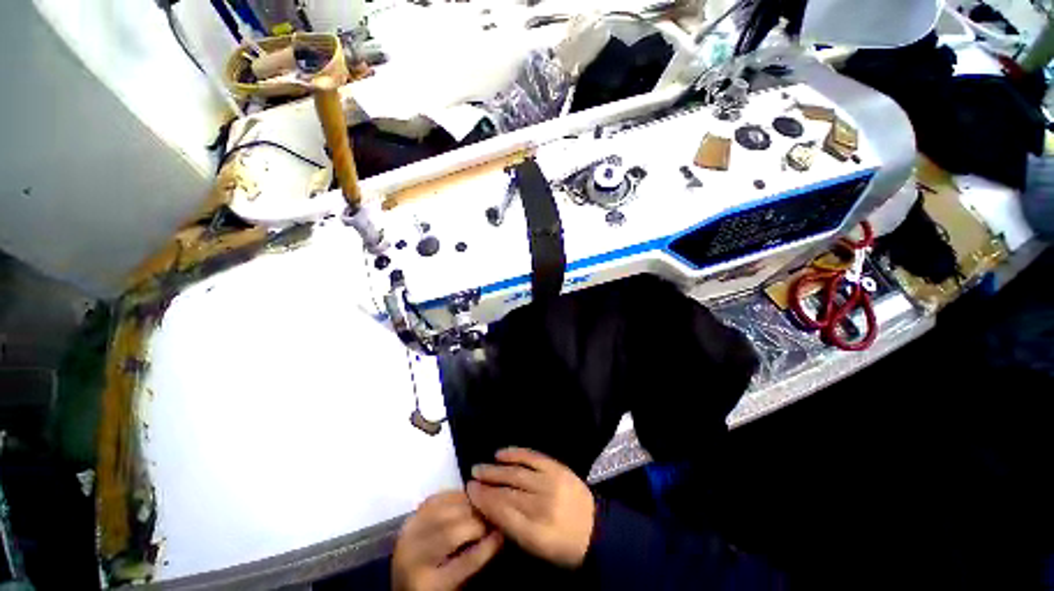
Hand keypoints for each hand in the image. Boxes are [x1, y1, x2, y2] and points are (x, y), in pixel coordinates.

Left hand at [392, 491, 503, 590]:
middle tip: (493, 518)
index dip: (487, 547)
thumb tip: (497, 534)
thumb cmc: (436, 587)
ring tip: (481, 507)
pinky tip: (465, 498)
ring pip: (443, 513)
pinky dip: (452, 496)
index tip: (502, 535)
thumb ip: (474, 562)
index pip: (465, 564)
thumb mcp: (456, 585)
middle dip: (477, 523)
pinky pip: (434, 500)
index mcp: (428, 585)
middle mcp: (413, 559)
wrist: (400, 585)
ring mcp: (408, 537)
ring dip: (467, 506)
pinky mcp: (408, 520)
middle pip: (451, 534)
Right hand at [466, 448, 594, 568]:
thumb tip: (488, 510)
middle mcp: (542, 506)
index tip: (469, 492)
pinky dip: (515, 454)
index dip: (483, 501)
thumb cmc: (563, 545)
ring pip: (516, 474)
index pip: (502, 514)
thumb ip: (512, 530)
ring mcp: (551, 483)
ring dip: (495, 470)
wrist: (596, 528)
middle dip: (486, 486)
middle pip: (507, 493)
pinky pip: (532, 457)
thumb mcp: (536, 549)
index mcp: (536, 534)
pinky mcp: (557, 468)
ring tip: (480, 467)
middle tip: (470, 479)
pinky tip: (500, 453)